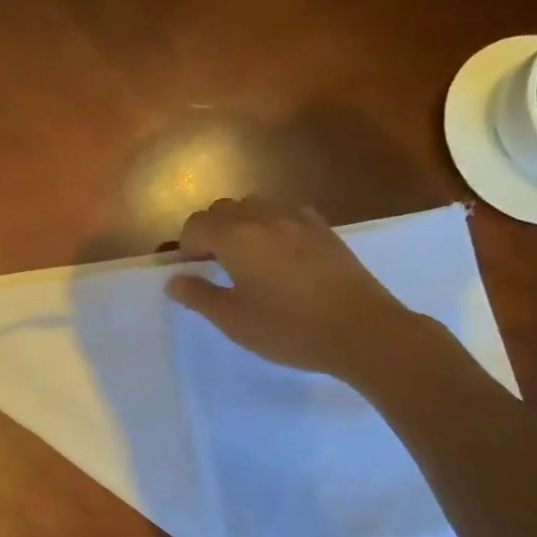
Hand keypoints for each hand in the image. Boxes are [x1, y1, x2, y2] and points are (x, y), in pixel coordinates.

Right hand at [165, 196, 426, 382]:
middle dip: (210, 231)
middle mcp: (263, 217)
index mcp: (236, 237)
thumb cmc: (290, 329)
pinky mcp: (323, 228)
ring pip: (254, 205)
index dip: (187, 247)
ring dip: (240, 223)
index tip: (194, 273)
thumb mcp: (235, 321)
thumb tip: (174, 281)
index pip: (196, 225)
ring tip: (247, 256)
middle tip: (216, 266)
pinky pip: (285, 212)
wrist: (362, 331)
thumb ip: (199, 296)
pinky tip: (280, 254)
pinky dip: (271, 224)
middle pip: (222, 209)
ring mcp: (297, 219)